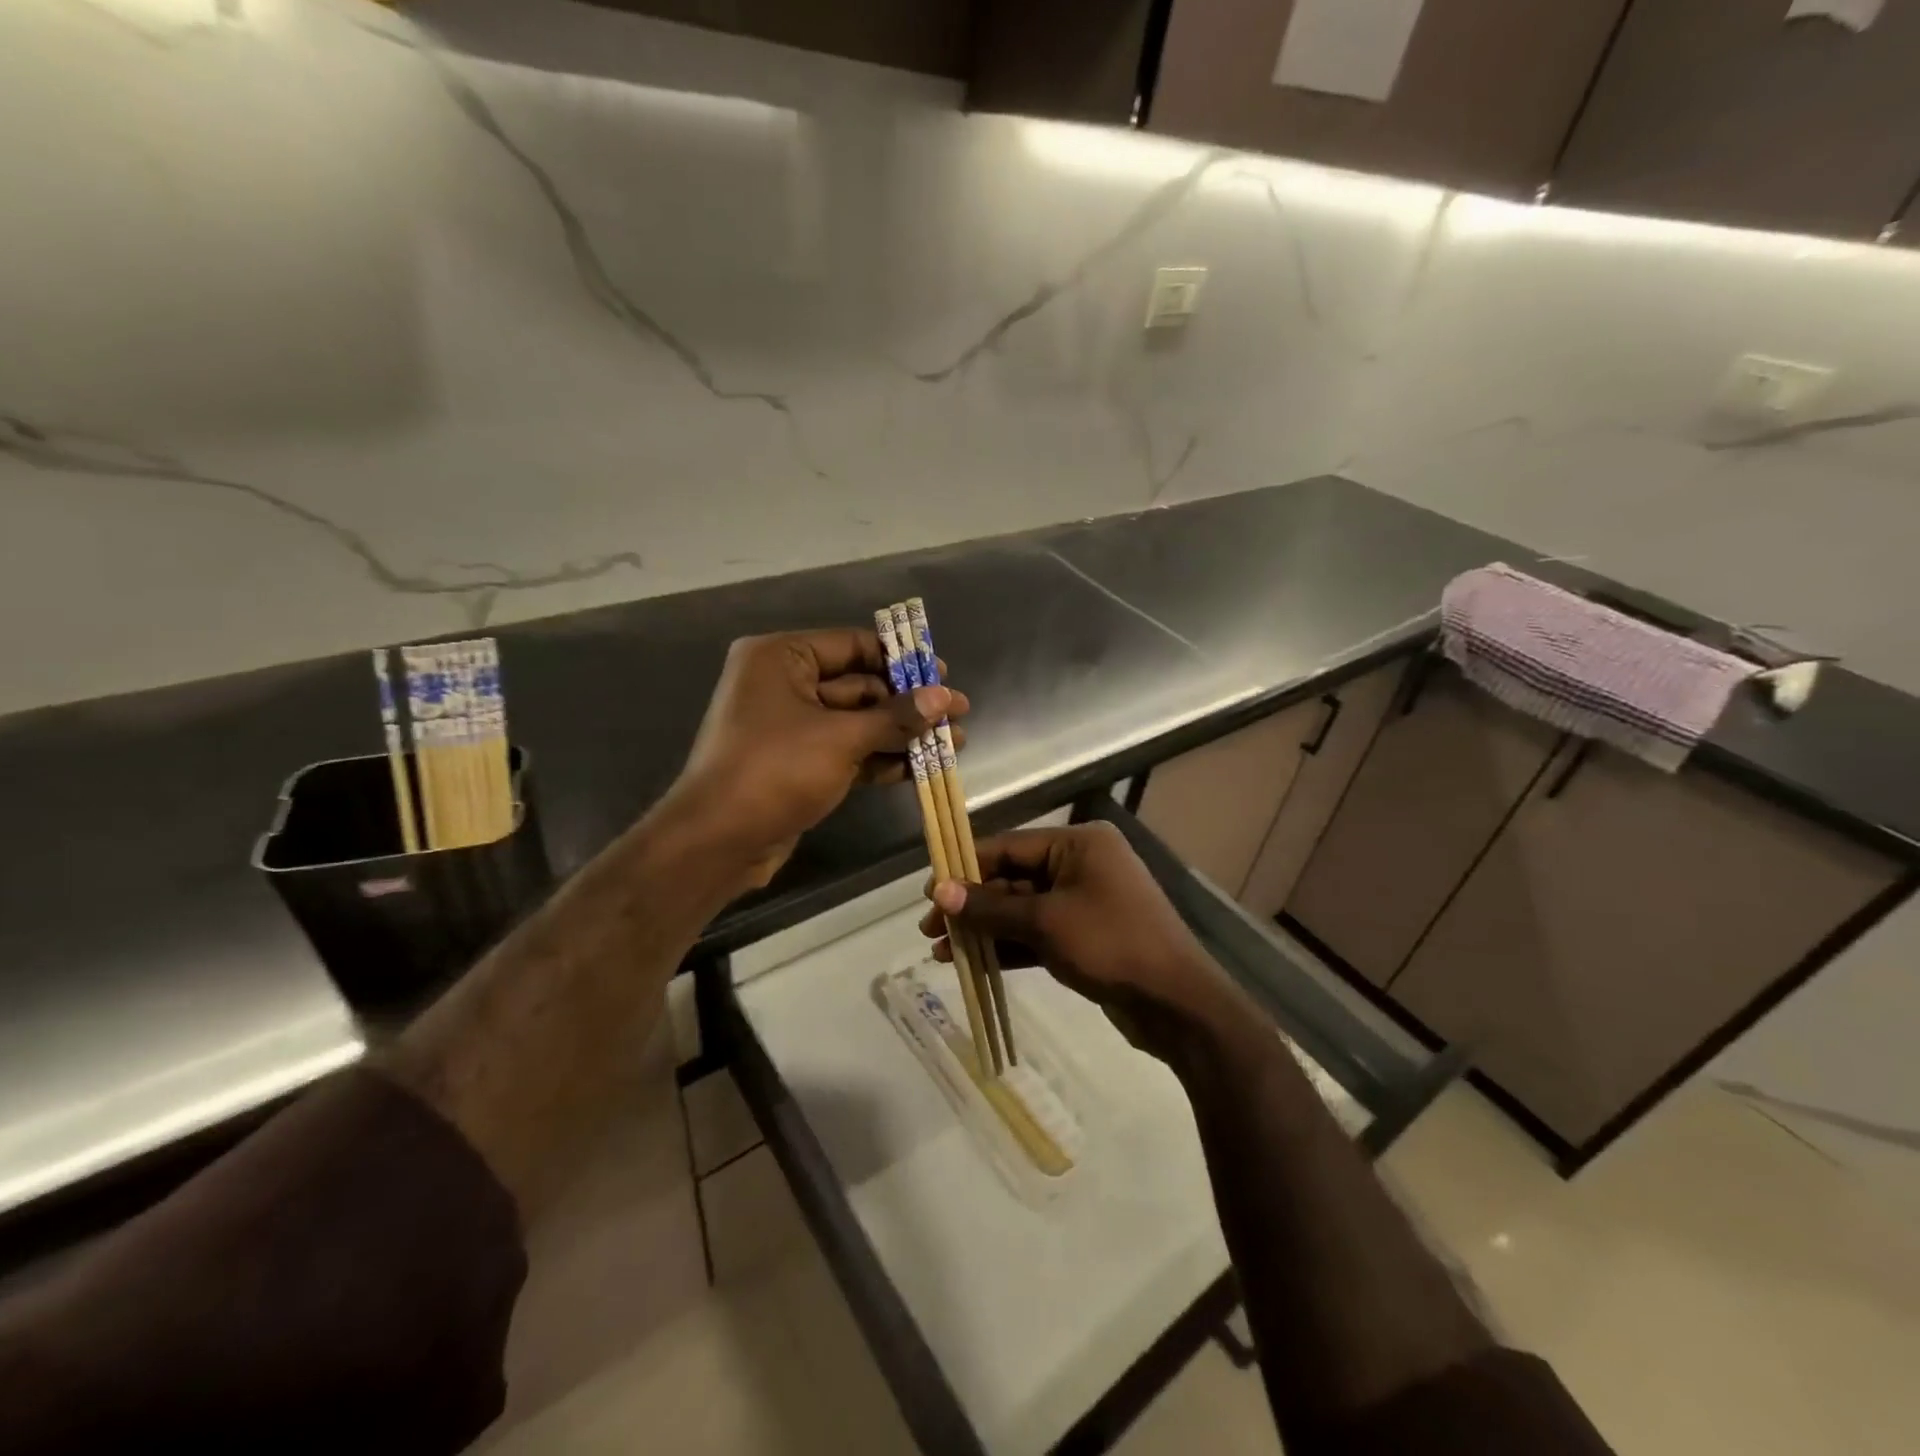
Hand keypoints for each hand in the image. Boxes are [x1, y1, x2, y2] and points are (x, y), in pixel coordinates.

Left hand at [663, 628, 968, 889]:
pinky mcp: (799, 763)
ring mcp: (791, 727)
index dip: (901, 659)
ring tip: (954, 741)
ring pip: (857, 722)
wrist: (717, 842)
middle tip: (958, 712)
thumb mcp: (840, 739)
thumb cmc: (774, 771)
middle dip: (908, 704)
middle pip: (859, 685)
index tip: (943, 673)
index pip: (852, 645)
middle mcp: (783, 684)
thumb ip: (894, 717)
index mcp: (781, 658)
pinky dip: (881, 757)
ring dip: (902, 733)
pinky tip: (922, 767)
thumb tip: (944, 697)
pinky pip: (847, 750)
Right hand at [920, 822, 1246, 1062]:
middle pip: (1013, 879)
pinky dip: (1009, 946)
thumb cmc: (1112, 945)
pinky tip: (974, 963)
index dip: (966, 867)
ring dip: (985, 929)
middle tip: (930, 929)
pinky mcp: (1086, 937)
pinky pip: (1038, 933)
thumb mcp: (1045, 922)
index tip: (929, 892)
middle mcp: (1081, 865)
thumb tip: (939, 891)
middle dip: (972, 905)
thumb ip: (991, 907)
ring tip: (942, 952)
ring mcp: (1085, 902)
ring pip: (1022, 909)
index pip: (1008, 846)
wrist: (1178, 1004)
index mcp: (1078, 844)